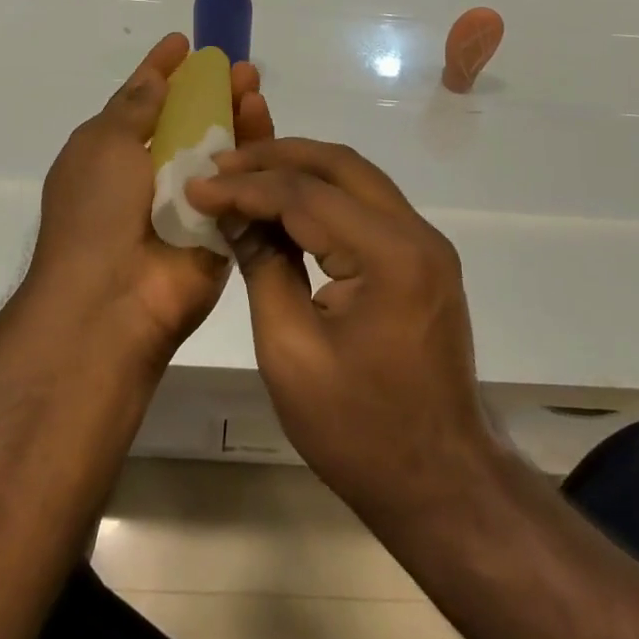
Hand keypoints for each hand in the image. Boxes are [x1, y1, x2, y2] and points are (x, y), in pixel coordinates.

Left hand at [26, 34, 271, 359]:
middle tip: (237, 66)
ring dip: (236, 112)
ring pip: (221, 146)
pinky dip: (254, 148)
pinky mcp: (224, 222)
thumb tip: (154, 77)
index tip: (183, 42)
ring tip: (253, 85)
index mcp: (113, 154)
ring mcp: (190, 198)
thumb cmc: (96, 212)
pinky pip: (243, 178)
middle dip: (211, 90)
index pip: (142, 101)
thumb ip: (133, 108)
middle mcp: (152, 173)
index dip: (161, 70)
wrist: (113, 299)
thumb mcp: (103, 146)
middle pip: (189, 121)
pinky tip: (261, 117)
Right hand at [185, 139, 493, 516]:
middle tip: (222, 160)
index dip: (247, 187)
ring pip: (357, 178)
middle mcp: (417, 233)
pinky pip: (368, 205)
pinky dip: (324, 196)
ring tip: (245, 174)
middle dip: (277, 157)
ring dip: (301, 170)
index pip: (307, 196)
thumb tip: (234, 215)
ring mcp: (427, 243)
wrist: (439, 481)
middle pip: (340, 166)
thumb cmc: (358, 431)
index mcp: (390, 256)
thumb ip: (264, 269)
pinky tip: (286, 204)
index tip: (198, 184)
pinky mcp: (423, 257)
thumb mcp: (290, 352)